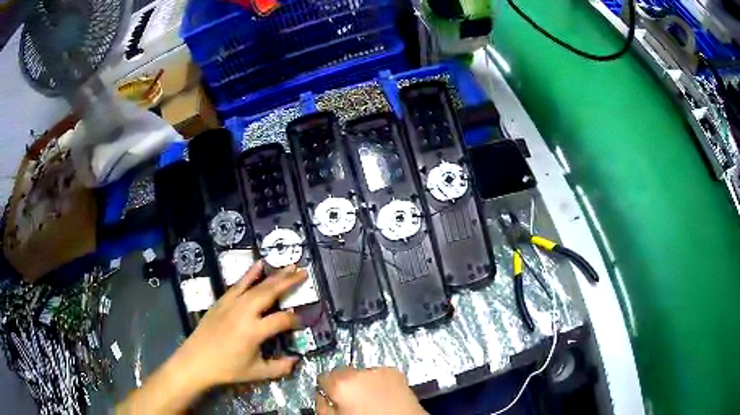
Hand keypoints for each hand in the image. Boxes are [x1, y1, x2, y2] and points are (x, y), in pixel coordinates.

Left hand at [176, 260, 304, 387]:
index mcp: (254, 331)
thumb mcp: (256, 373)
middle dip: (288, 282)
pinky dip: (250, 273)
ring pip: (256, 285)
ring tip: (290, 266)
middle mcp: (244, 312)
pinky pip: (238, 284)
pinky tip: (259, 264)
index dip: (294, 320)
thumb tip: (296, 359)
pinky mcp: (222, 301)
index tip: (301, 322)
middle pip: (270, 293)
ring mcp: (232, 304)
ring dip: (274, 275)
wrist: (196, 360)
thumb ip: (280, 367)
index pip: (282, 319)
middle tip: (303, 272)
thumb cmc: (227, 368)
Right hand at [316, 367, 426, 414]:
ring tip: (370, 401)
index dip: (326, 389)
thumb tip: (322, 397)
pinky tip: (382, 397)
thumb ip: (323, 405)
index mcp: (341, 384)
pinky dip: (378, 383)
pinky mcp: (396, 372)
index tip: (331, 396)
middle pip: (343, 373)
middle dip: (345, 385)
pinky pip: (379, 375)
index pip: (323, 377)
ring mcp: (380, 371)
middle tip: (352, 402)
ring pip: (362, 374)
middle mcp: (360, 373)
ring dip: (363, 383)